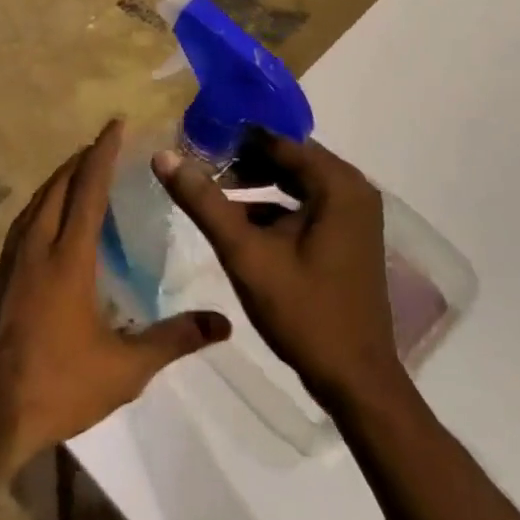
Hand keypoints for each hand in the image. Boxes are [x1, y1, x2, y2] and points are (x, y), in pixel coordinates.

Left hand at [0, 119, 230, 468]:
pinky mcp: (2, 274)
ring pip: (38, 201)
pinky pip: (25, 220)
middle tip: (104, 145)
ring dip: (60, 178)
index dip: (102, 153)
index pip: (88, 189)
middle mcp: (39, 245)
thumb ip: (174, 340)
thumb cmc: (61, 383)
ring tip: (79, 170)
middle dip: (81, 159)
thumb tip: (223, 323)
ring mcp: (15, 258)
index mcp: (69, 257)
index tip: (115, 124)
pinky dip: (43, 202)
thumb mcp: (126, 368)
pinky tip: (49, 215)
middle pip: (59, 186)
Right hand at [154, 135, 406, 409]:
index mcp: (337, 184)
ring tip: (209, 188)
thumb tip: (163, 155)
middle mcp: (352, 189)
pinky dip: (271, 206)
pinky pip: (303, 204)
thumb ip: (204, 202)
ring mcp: (353, 214)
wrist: (356, 382)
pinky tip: (236, 221)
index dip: (233, 137)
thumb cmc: (304, 312)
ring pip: (293, 181)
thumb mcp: (245, 254)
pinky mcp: (347, 236)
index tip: (194, 137)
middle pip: (286, 157)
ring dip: (254, 182)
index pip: (277, 139)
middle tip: (197, 162)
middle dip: (241, 159)